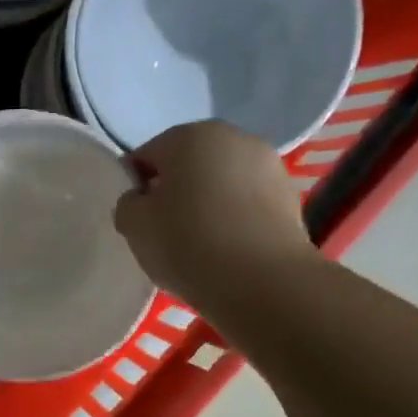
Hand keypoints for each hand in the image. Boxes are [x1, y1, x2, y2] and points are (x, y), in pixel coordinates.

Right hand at [113, 120, 313, 301]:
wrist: (261, 280)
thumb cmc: (187, 243)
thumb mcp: (134, 226)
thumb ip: (128, 204)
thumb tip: (140, 200)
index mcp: (188, 136)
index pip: (146, 155)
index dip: (135, 186)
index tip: (134, 218)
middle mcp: (231, 137)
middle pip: (188, 164)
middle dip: (174, 191)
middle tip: (164, 231)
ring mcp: (267, 163)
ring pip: (221, 181)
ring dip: (207, 202)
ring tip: (199, 243)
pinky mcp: (289, 194)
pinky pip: (247, 202)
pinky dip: (234, 217)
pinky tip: (227, 248)